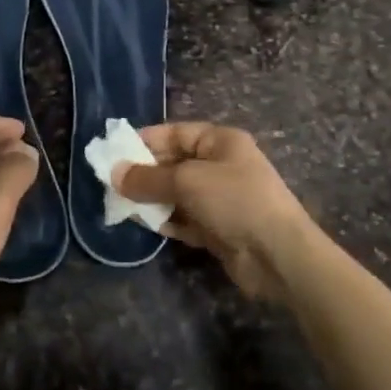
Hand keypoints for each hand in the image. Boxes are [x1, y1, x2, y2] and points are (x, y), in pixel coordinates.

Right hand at [115, 122, 319, 300]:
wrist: (278, 255)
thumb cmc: (234, 201)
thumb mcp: (187, 181)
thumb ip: (148, 178)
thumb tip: (113, 174)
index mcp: (220, 142)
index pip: (176, 133)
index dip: (146, 140)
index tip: (115, 152)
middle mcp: (221, 165)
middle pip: (174, 163)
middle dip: (145, 173)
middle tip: (112, 183)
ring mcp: (221, 199)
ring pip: (177, 193)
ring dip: (153, 199)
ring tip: (122, 205)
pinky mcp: (219, 229)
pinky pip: (185, 219)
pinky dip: (168, 221)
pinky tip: (146, 225)